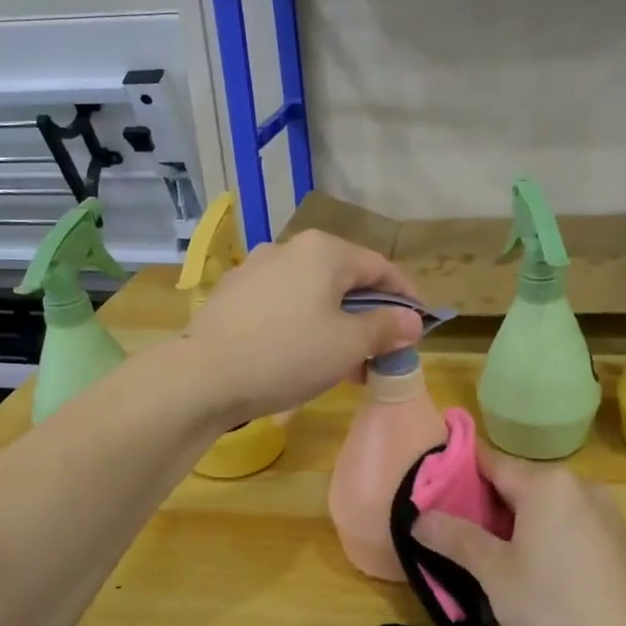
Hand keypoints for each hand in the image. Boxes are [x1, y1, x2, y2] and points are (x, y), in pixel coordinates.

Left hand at [186, 230, 423, 424]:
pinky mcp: (234, 295)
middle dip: (368, 315)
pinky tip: (304, 358)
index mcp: (324, 251)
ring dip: (337, 324)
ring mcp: (256, 269)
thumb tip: (411, 320)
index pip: (380, 268)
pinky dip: (304, 326)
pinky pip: (283, 305)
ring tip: (347, 363)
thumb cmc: (288, 354)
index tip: (422, 322)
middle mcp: (289, 249)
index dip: (406, 295)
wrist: (203, 376)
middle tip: (384, 349)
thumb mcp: (348, 345)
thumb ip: (385, 328)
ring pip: (312, 294)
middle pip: (344, 279)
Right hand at [413, 445, 625, 625]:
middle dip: (482, 506)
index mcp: (547, 483)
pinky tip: (526, 571)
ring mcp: (602, 512)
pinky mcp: (614, 540)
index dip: (456, 475)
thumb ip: (456, 537)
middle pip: (516, 484)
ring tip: (481, 556)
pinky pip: (565, 524)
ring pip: (541, 507)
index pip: (489, 462)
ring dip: (511, 525)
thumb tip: (419, 516)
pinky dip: (540, 537)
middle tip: (448, 534)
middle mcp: (578, 485)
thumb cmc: (555, 611)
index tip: (428, 494)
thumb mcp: (495, 574)